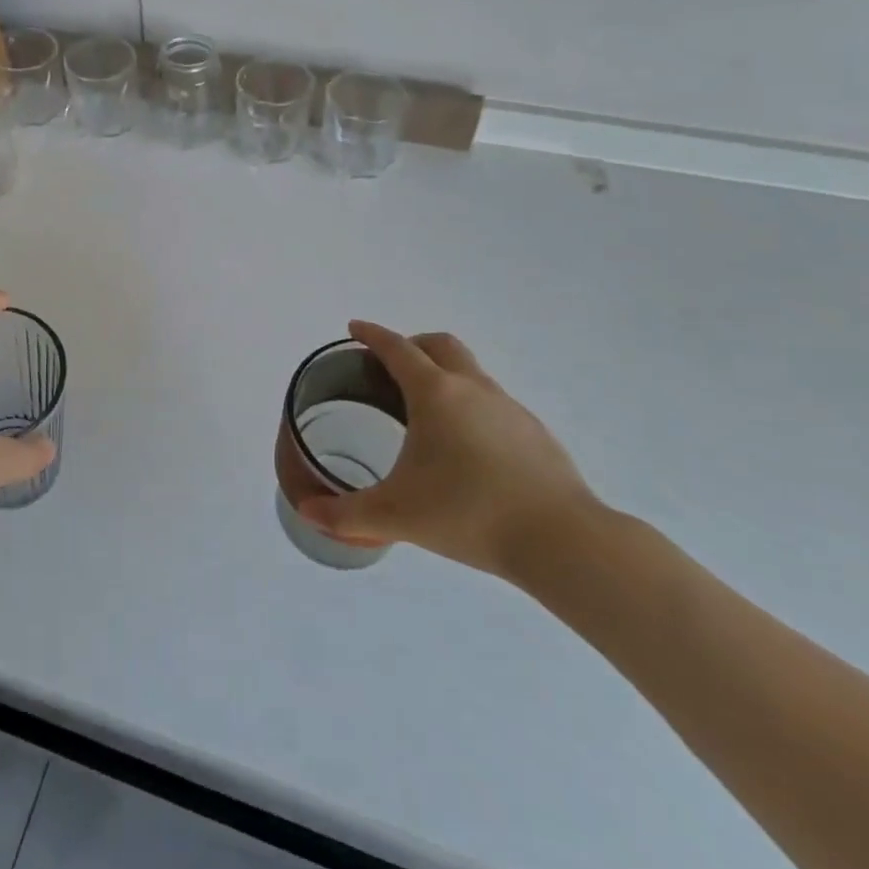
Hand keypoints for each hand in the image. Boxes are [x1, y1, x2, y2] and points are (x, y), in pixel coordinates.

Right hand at [296, 321, 599, 579]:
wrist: (562, 540)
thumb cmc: (469, 514)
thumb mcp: (396, 515)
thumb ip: (346, 515)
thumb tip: (307, 512)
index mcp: (435, 394)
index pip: (397, 349)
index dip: (372, 335)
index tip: (355, 328)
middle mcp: (473, 389)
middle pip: (440, 345)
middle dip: (412, 345)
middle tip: (390, 367)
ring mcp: (509, 408)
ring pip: (470, 372)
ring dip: (444, 376)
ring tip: (425, 413)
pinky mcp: (535, 433)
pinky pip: (493, 403)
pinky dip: (471, 407)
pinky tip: (467, 449)